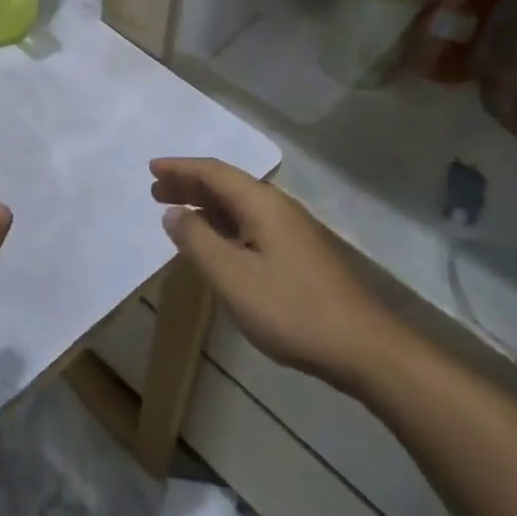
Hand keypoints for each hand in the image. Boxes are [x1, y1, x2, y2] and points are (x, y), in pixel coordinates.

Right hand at [154, 157, 401, 393]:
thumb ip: (197, 241)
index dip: (180, 168)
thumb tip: (173, 212)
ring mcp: (292, 230)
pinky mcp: (299, 253)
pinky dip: (223, 224)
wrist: (365, 347)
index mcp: (261, 203)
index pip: (213, 172)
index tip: (151, 168)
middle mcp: (277, 207)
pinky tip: (215, 243)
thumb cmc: (292, 309)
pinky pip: (250, 223)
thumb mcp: (232, 277)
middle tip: (156, 191)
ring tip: (177, 213)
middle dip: (190, 184)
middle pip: (226, 184)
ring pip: (239, 205)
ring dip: (205, 205)